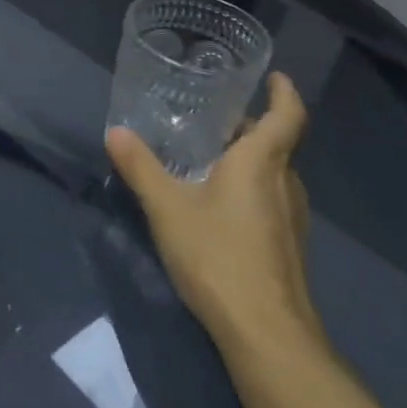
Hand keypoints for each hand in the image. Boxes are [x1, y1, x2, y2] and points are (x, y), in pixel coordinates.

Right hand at [106, 73, 324, 361]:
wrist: (265, 331)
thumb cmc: (217, 255)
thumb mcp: (167, 207)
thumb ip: (141, 167)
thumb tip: (116, 132)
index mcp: (261, 163)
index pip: (287, 116)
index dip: (284, 93)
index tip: (273, 76)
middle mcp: (284, 184)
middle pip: (276, 144)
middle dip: (250, 127)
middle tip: (213, 119)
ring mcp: (291, 218)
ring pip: (273, 174)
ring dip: (249, 159)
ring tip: (209, 157)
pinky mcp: (287, 245)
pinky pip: (270, 200)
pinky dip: (249, 188)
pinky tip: (217, 205)